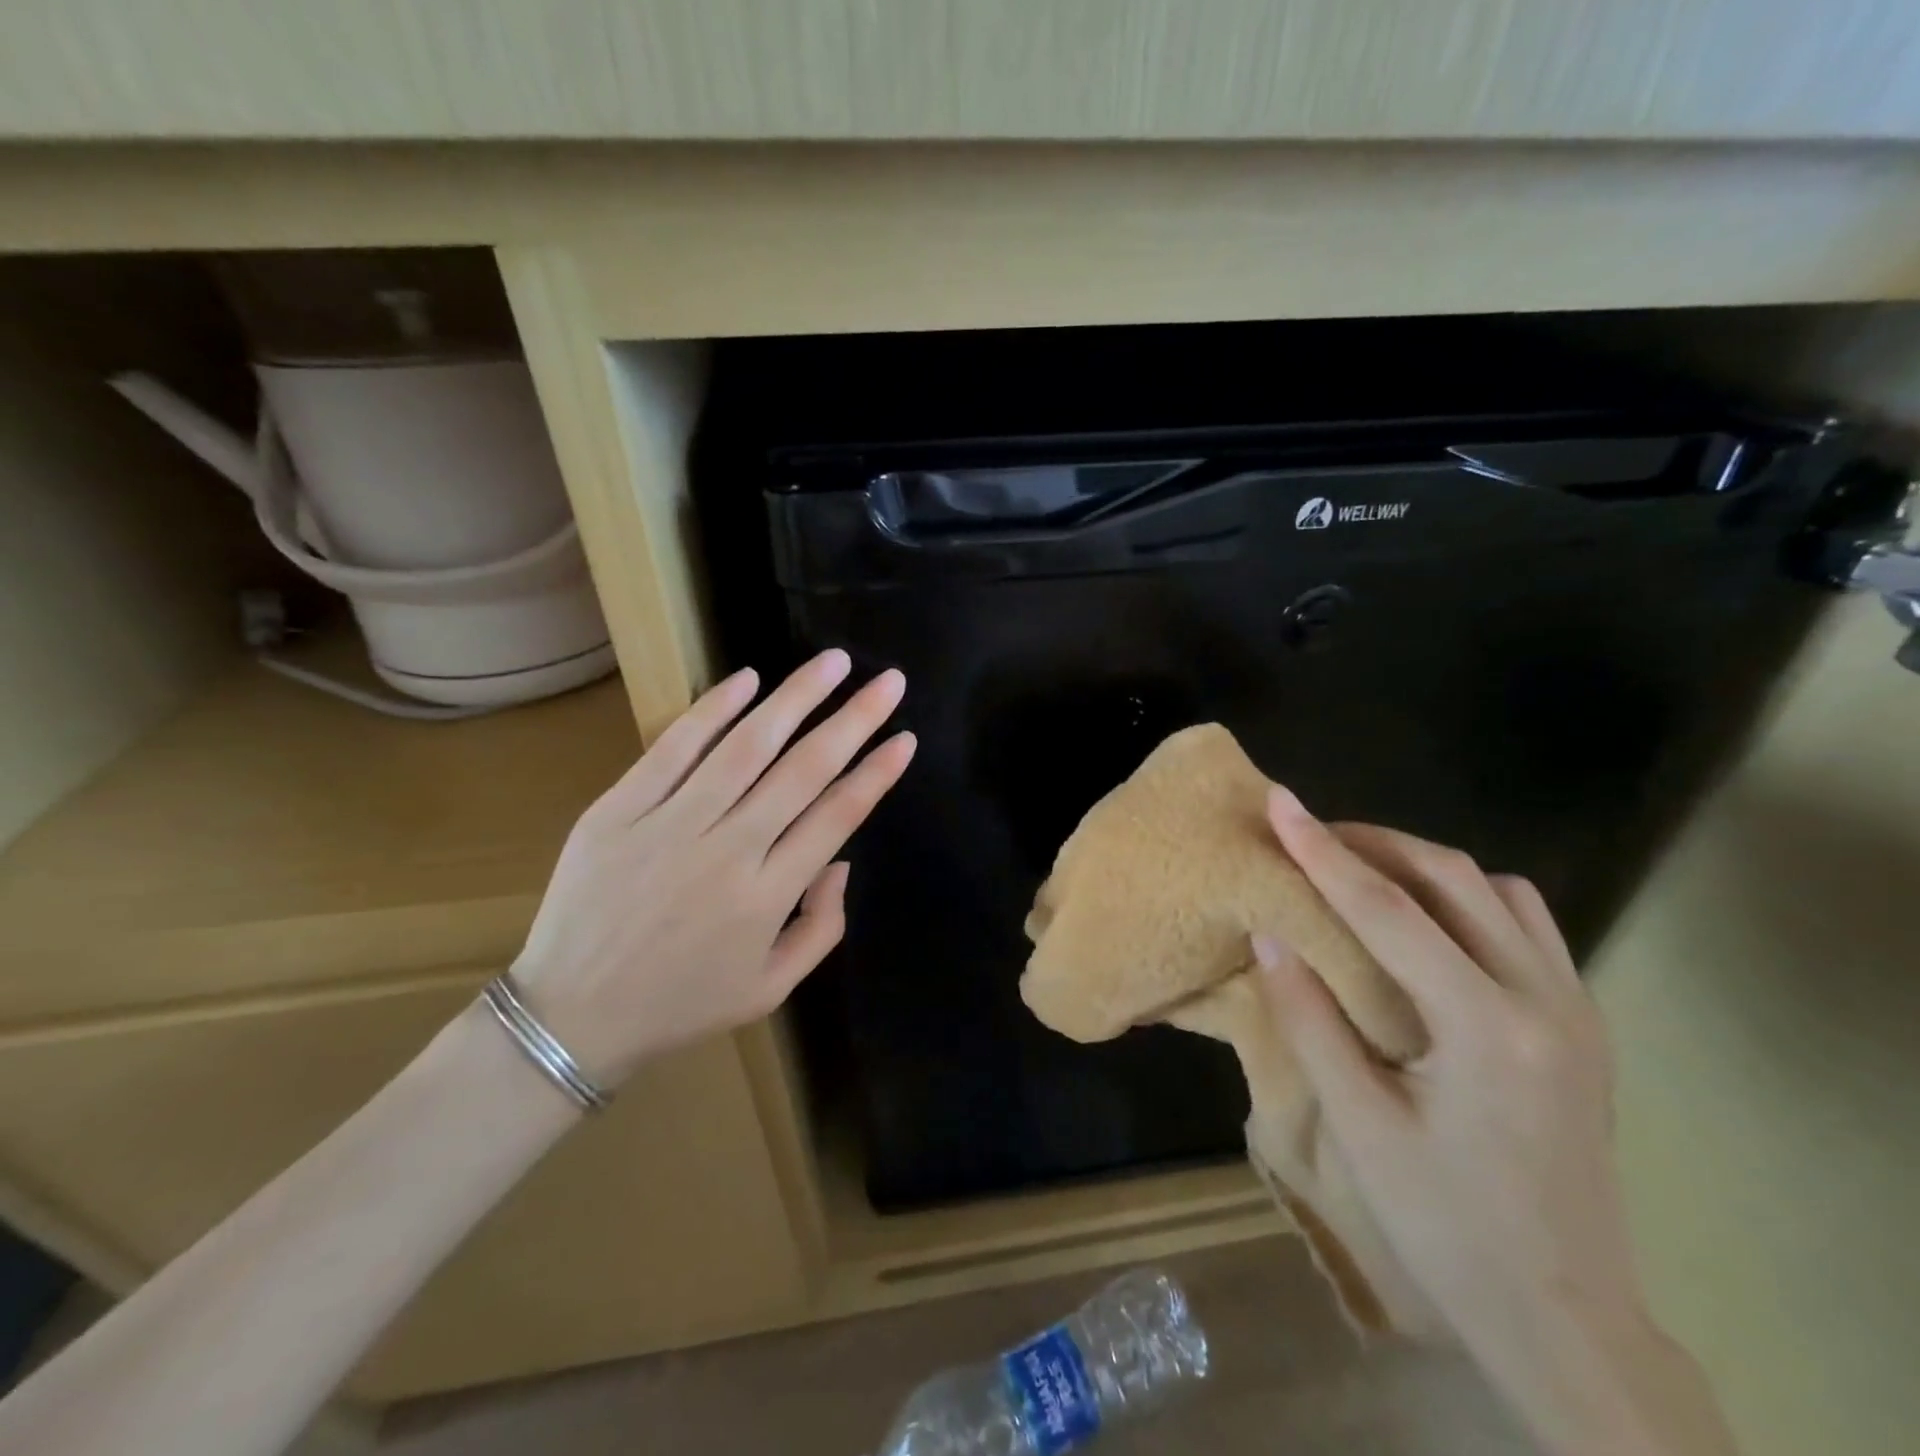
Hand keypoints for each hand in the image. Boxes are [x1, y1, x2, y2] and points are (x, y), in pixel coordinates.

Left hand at [513, 651, 914, 1087]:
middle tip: (888, 681)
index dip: (876, 773)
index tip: (904, 737)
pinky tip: (748, 678)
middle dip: (854, 720)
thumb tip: (841, 860)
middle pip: (804, 770)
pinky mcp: (619, 810)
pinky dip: (713, 709)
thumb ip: (822, 927)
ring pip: (746, 746)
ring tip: (833, 662)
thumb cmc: (682, 1004)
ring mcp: (670, 825)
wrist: (571, 1016)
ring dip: (796, 698)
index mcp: (768, 896)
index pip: (837, 817)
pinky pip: (673, 748)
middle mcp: (728, 851)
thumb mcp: (772, 989)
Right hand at [1257, 788, 1734, 1455]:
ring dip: (1422, 864)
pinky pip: (1526, 923)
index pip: (1388, 911)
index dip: (1324, 852)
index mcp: (1487, 1029)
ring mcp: (1576, 1007)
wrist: (1562, 1314)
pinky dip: (1467, 897)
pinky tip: (1427, 921)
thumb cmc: (1446, 1224)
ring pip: (1497, 890)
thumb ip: (1311, 1019)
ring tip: (1360, 869)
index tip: (1280, 801)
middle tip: (1310, 835)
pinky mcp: (1583, 1022)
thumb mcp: (1360, 1126)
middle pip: (1452, 879)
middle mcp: (1546, 999)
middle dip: (1373, 843)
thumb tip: (1270, 935)